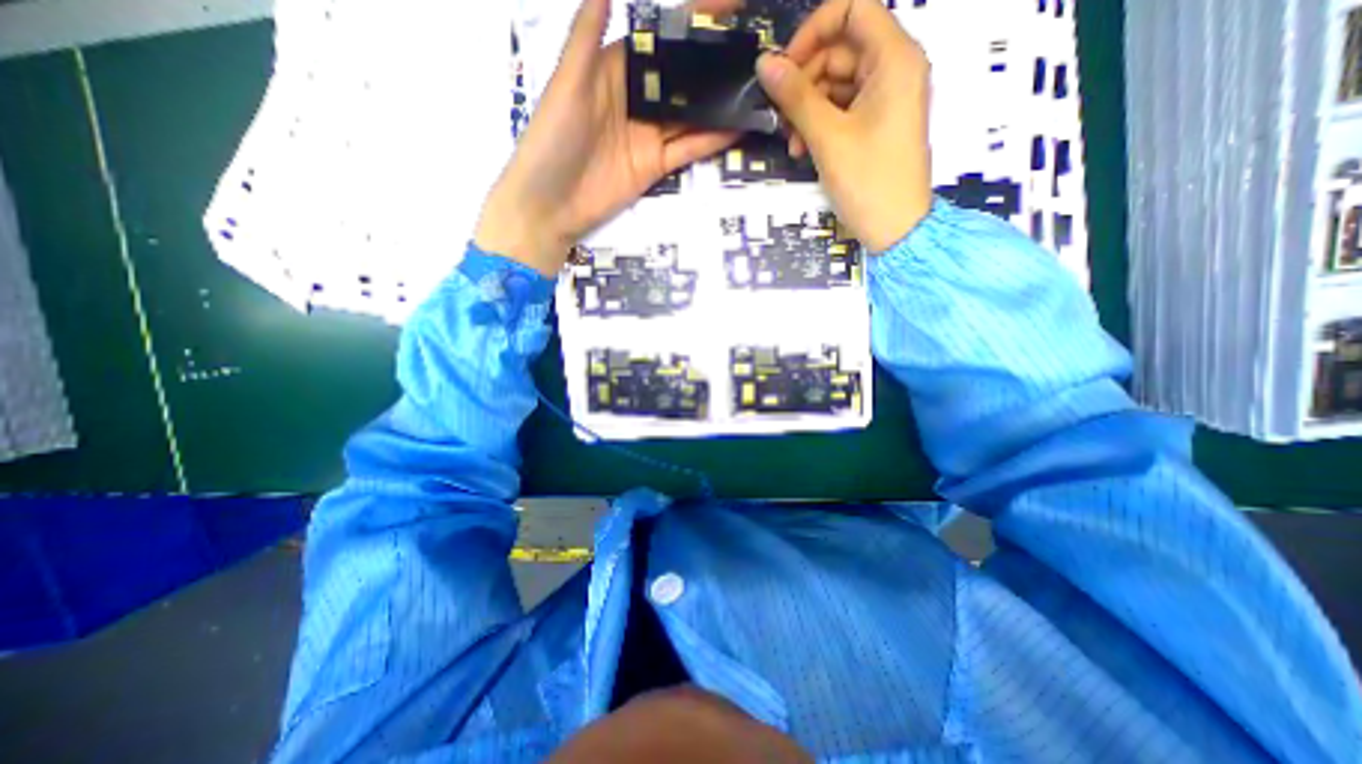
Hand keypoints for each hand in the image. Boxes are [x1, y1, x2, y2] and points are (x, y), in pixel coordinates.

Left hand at [474, 0, 740, 277]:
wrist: (550, 206)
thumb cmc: (552, 140)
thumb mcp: (567, 84)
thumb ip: (588, 36)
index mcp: (613, 69)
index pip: (659, 40)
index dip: (690, 22)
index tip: (728, 7)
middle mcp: (635, 99)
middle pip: (680, 79)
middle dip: (712, 66)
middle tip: (752, 53)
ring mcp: (647, 135)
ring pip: (689, 115)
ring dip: (718, 103)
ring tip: (754, 88)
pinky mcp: (655, 166)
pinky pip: (687, 149)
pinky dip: (712, 140)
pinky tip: (739, 127)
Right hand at [756, 1, 937, 253]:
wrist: (895, 229)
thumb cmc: (867, 180)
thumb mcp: (827, 137)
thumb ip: (796, 97)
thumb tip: (763, 63)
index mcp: (894, 57)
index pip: (852, 9)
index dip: (813, 31)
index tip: (784, 67)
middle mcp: (894, 68)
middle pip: (840, 49)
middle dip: (805, 82)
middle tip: (781, 116)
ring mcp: (886, 98)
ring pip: (837, 82)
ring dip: (808, 109)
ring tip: (793, 143)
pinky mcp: (877, 123)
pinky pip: (843, 108)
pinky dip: (820, 124)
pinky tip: (803, 149)